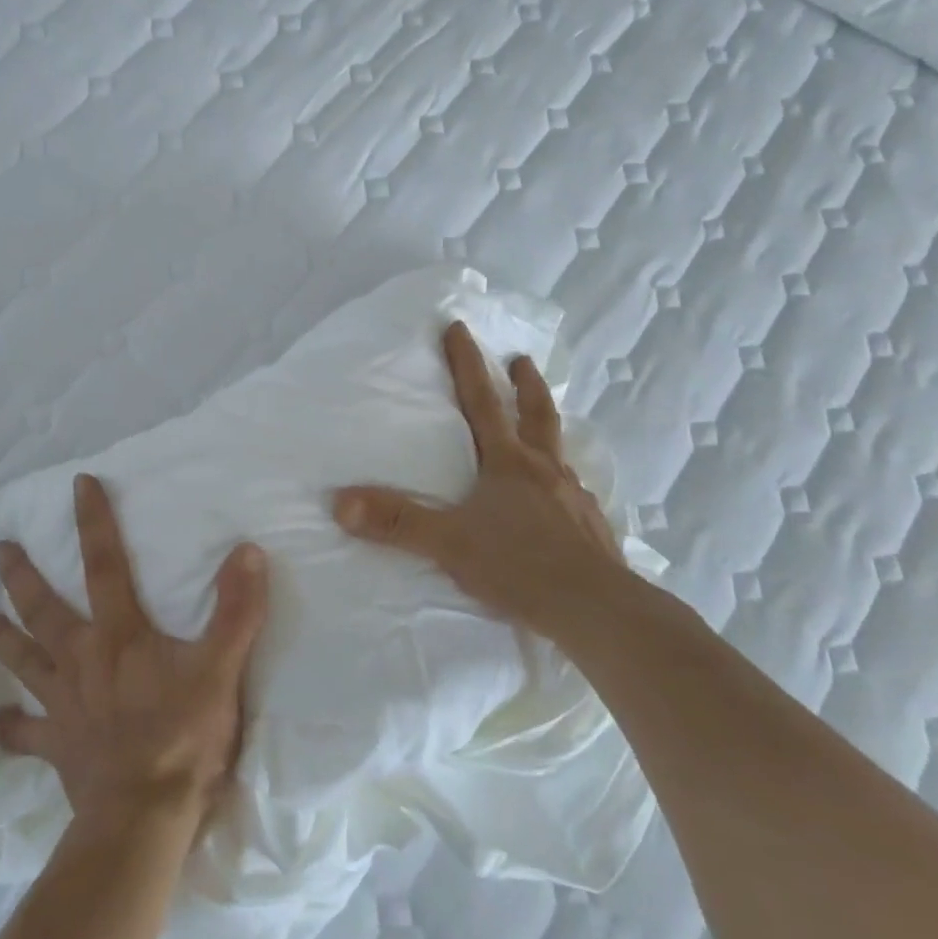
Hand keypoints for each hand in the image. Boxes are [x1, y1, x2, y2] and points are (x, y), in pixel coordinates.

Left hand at [0, 474, 268, 832]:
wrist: (144, 818)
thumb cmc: (184, 737)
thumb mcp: (220, 668)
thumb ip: (235, 610)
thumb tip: (247, 551)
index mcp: (119, 634)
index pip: (105, 564)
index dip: (94, 521)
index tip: (79, 484)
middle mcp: (82, 660)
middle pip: (43, 609)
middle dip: (21, 576)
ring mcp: (63, 704)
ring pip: (23, 661)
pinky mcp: (57, 746)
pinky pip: (25, 735)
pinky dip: (10, 728)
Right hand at [333, 320, 630, 640]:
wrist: (598, 610)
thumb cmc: (520, 566)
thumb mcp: (449, 543)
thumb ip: (396, 522)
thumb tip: (340, 502)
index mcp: (509, 464)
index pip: (482, 403)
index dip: (467, 364)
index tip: (459, 328)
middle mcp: (545, 471)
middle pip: (536, 415)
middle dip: (524, 385)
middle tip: (521, 360)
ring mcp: (575, 499)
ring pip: (560, 454)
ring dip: (548, 432)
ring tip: (543, 430)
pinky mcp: (593, 530)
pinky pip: (575, 496)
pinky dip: (564, 486)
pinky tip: (562, 502)